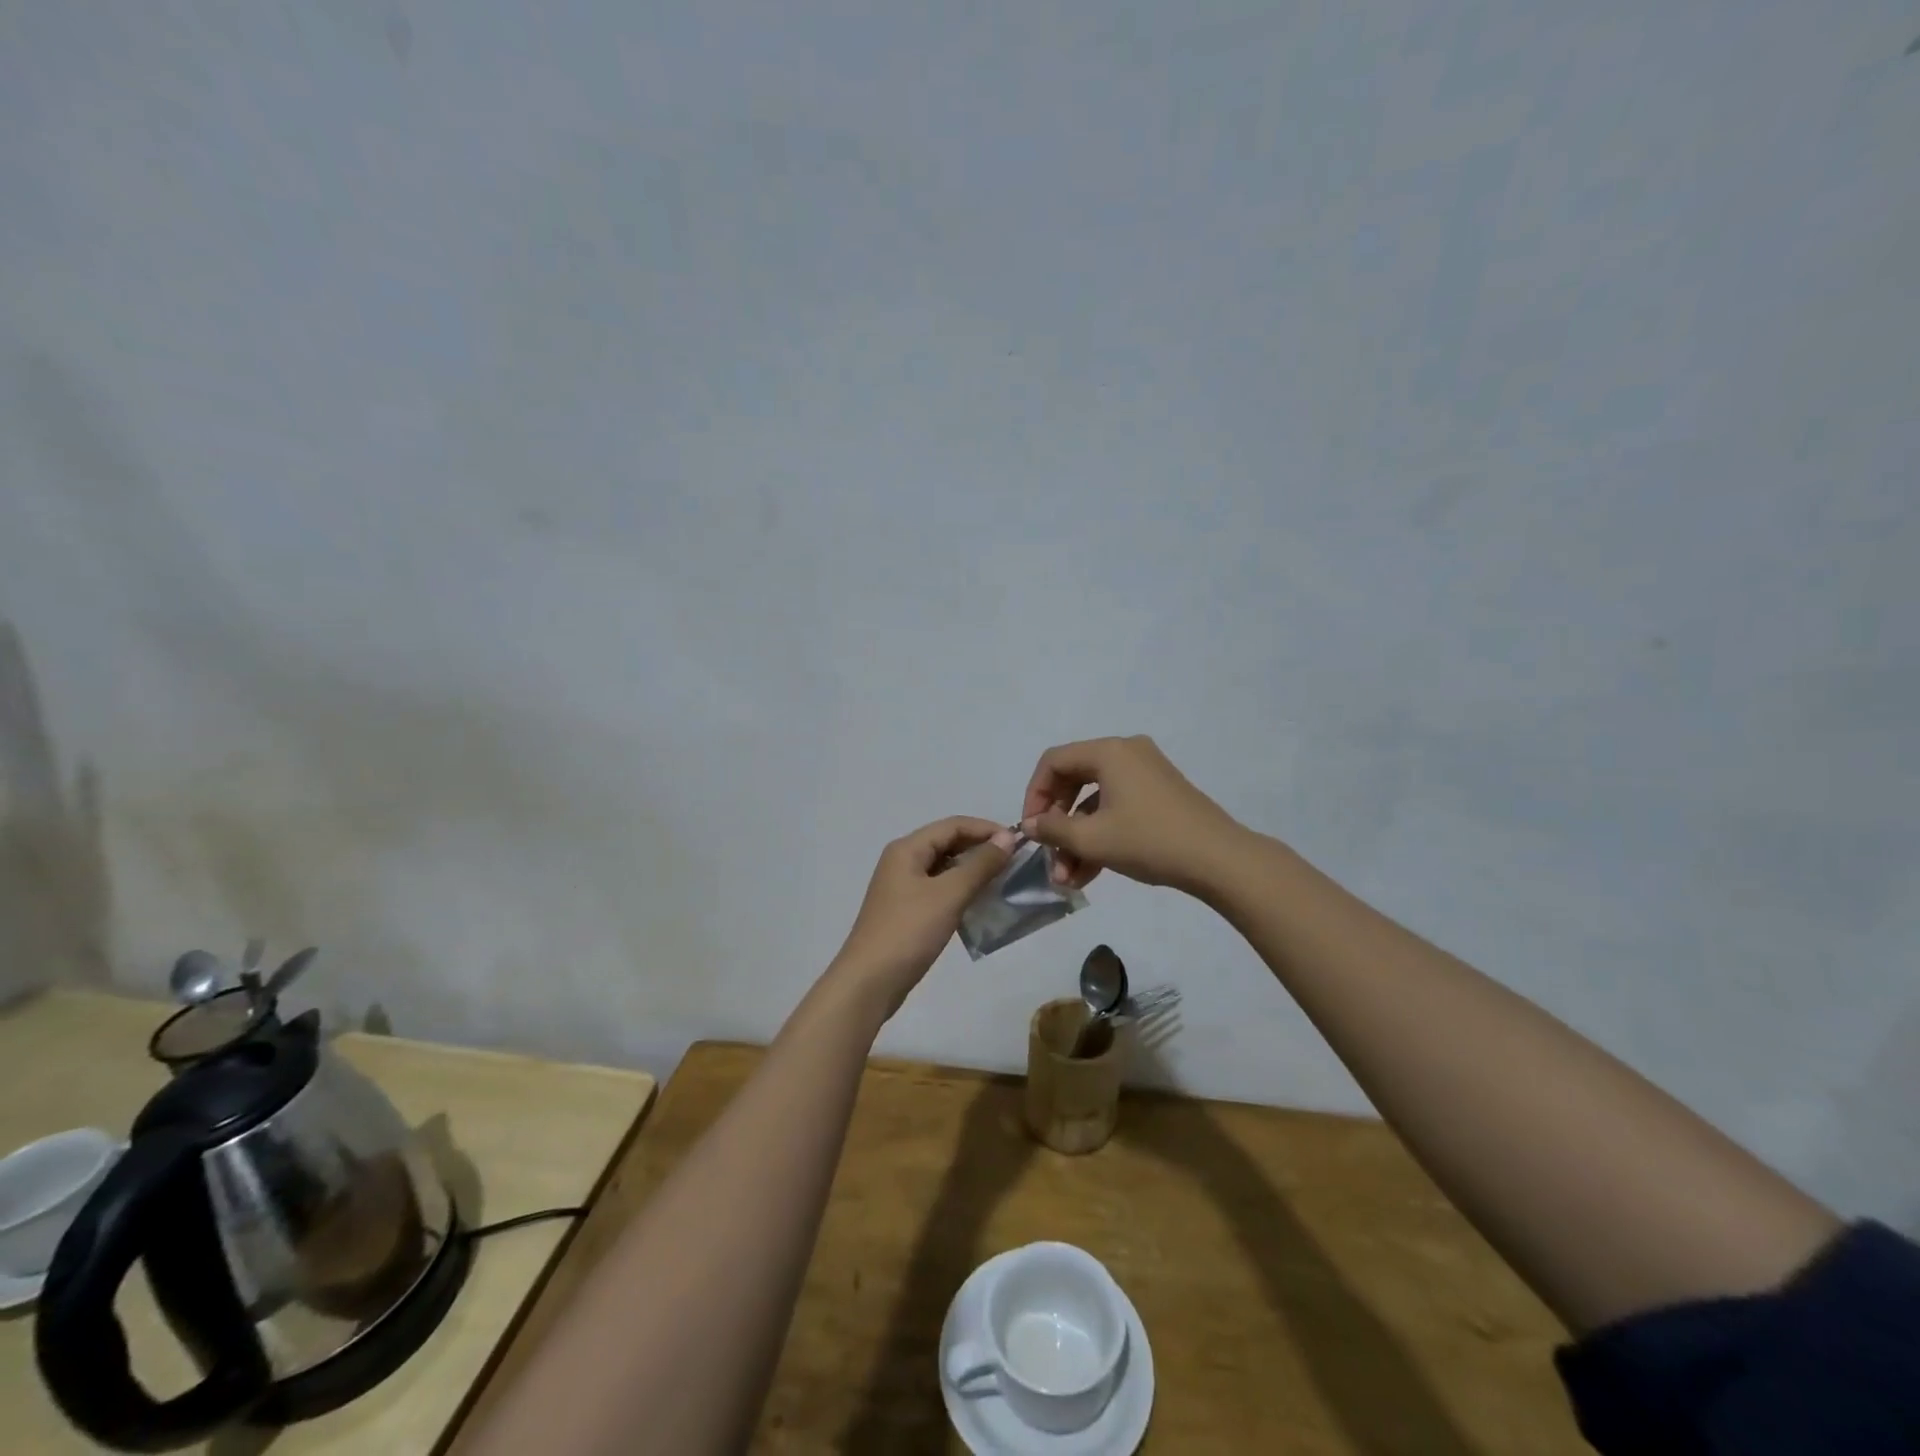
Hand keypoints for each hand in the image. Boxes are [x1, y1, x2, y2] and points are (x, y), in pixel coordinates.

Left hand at [830, 817, 1017, 1011]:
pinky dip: (961, 890)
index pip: (953, 825)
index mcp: (907, 849)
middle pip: (947, 843)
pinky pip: (939, 889)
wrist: (869, 982)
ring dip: (972, 870)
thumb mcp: (949, 894)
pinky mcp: (906, 911)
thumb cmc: (909, 932)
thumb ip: (980, 864)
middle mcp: (902, 861)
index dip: (986, 829)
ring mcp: (902, 887)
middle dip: (980, 848)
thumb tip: (1007, 837)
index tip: (1019, 843)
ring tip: (1003, 881)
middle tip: (1014, 863)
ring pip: (944, 867)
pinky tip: (979, 903)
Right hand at [1020, 736, 1244, 893]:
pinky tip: (1089, 874)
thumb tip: (1030, 825)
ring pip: (1095, 801)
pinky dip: (1100, 835)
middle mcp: (1127, 753)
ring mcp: (1146, 773)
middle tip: (1048, 856)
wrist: (1219, 860)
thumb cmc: (1149, 840)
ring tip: (1067, 879)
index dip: (1034, 795)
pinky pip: (1117, 808)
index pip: (1054, 762)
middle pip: (1074, 780)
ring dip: (1077, 838)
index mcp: (1109, 752)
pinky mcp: (1159, 795)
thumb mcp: (1093, 839)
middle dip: (1058, 824)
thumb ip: (1053, 829)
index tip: (1030, 830)